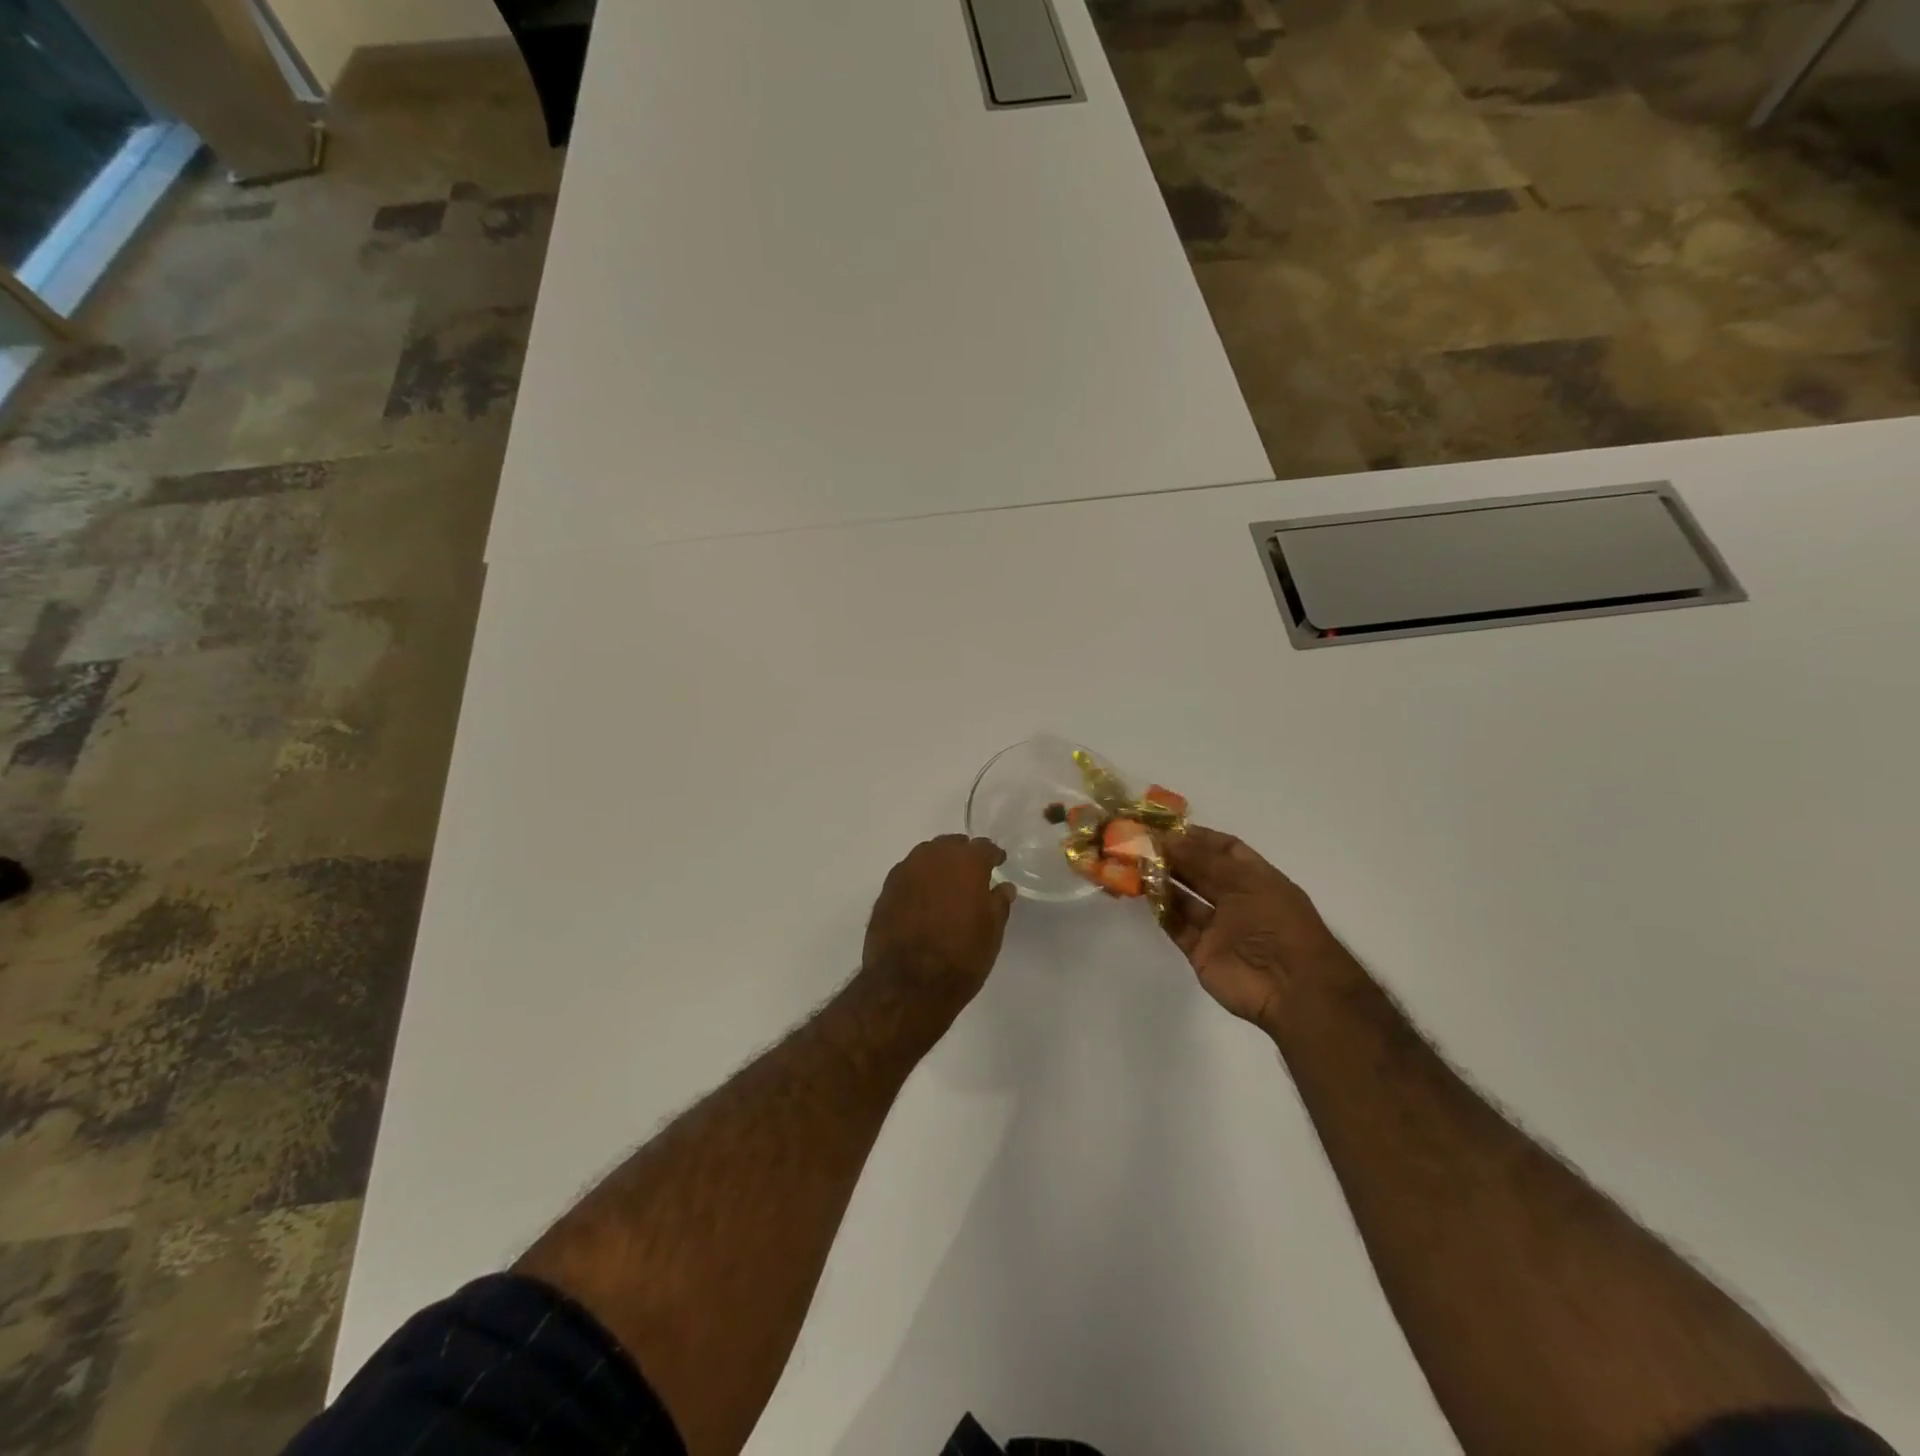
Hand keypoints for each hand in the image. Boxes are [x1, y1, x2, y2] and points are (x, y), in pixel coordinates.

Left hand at [862, 835, 1016, 1002]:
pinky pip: (908, 875)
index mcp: (966, 863)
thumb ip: (998, 904)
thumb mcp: (991, 934)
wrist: (907, 985)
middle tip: (971, 874)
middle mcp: (933, 857)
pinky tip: (923, 900)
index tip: (998, 864)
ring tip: (946, 886)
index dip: (993, 855)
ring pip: (926, 856)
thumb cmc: (960, 958)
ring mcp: (905, 871)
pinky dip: (918, 881)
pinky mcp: (885, 890)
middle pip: (951, 845)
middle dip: (963, 855)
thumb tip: (1003, 888)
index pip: (983, 847)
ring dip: (938, 865)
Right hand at [1162, 826, 1342, 1033]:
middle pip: (1201, 872)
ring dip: (1164, 882)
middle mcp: (1237, 900)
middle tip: (1142, 843)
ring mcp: (1219, 928)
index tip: (1167, 827)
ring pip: (1185, 899)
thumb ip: (1205, 860)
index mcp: (1256, 879)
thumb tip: (1168, 838)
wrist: (1292, 988)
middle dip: (1175, 857)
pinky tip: (1145, 894)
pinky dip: (1162, 911)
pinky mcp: (1202, 952)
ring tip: (1137, 865)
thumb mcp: (1246, 881)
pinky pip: (1178, 927)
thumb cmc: (1277, 924)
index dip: (1199, 837)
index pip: (1226, 849)